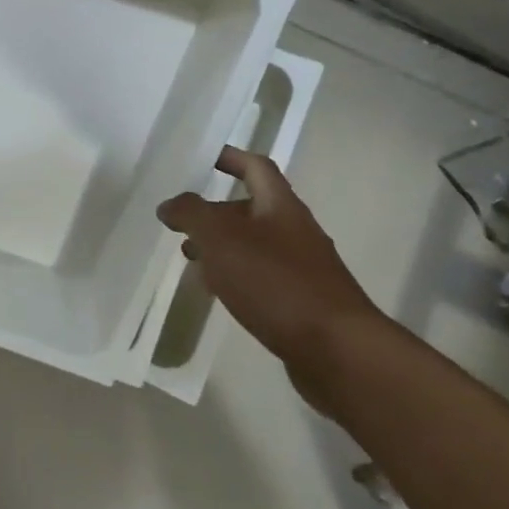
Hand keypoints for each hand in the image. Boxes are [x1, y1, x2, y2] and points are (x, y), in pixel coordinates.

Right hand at [157, 147, 387, 400]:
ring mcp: (304, 268)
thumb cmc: (276, 282)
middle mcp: (296, 231)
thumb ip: (191, 214)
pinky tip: (220, 292)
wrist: (339, 351)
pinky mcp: (304, 301)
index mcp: (280, 206)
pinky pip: (263, 276)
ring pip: (255, 245)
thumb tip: (170, 204)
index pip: (256, 168)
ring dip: (223, 246)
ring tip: (191, 260)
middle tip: (182, 223)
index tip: (205, 158)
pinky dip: (237, 275)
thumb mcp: (220, 239)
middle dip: (215, 212)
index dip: (231, 158)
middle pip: (253, 209)